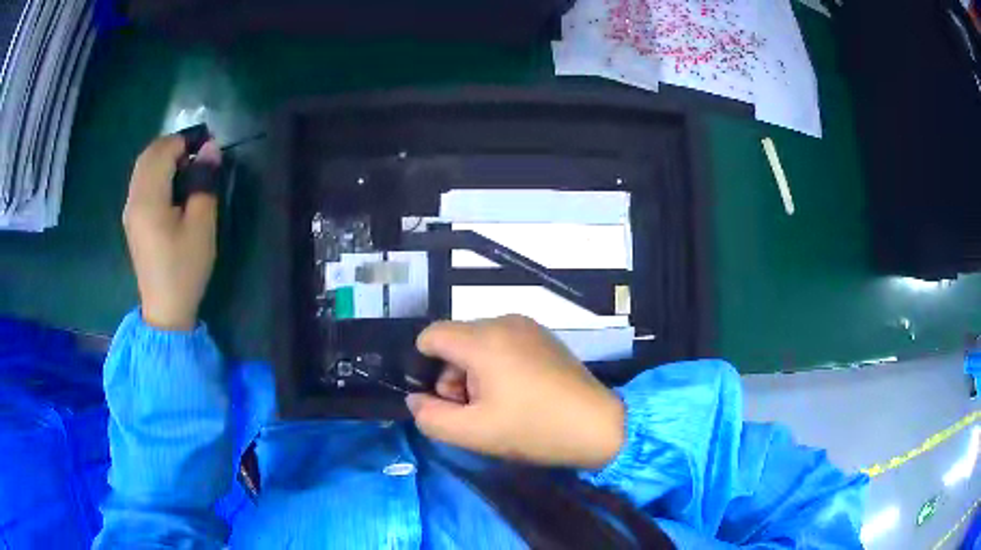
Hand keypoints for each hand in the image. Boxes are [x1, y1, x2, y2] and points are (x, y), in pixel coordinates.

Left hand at [122, 135, 221, 330]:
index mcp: (149, 199)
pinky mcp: (132, 218)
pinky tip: (171, 185)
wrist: (165, 309)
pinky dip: (156, 171)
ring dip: (164, 157)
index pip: (164, 151)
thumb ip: (204, 183)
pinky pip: (141, 181)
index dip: (186, 141)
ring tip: (187, 168)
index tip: (208, 148)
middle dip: (174, 145)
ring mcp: (130, 209)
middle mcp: (134, 198)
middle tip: (198, 155)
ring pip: (143, 166)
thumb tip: (210, 149)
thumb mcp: (202, 226)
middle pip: (149, 154)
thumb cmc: (185, 268)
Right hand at [407, 315, 624, 469]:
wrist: (599, 426)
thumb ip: (431, 417)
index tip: (443, 399)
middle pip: (455, 340)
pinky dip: (497, 366)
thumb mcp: (473, 433)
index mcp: (483, 339)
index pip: (431, 336)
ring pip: (479, 343)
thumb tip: (416, 399)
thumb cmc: (534, 429)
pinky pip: (503, 344)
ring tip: (497, 405)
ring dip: (474, 373)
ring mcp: (528, 327)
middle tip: (473, 410)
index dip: (424, 368)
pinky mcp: (544, 337)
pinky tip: (518, 394)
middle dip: (452, 375)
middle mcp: (503, 322)